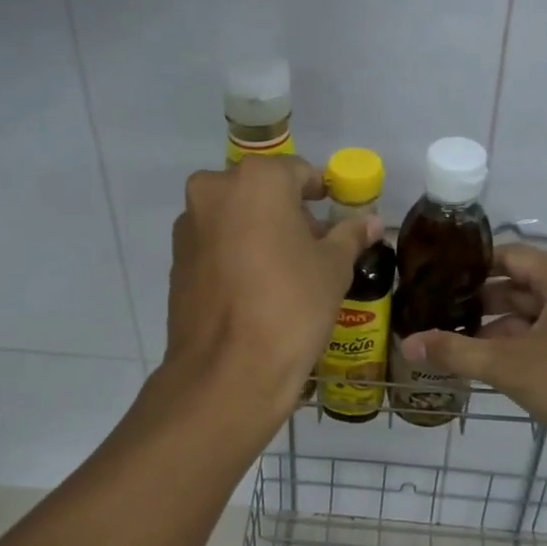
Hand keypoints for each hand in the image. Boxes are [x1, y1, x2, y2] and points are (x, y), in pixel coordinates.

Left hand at [162, 156, 381, 417]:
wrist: (228, 372)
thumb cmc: (291, 307)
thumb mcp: (333, 269)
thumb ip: (350, 235)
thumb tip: (370, 221)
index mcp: (256, 180)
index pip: (298, 173)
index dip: (321, 195)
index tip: (335, 219)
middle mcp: (214, 191)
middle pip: (261, 192)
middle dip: (287, 214)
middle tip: (312, 250)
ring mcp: (189, 227)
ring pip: (234, 218)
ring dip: (259, 233)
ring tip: (284, 275)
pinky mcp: (175, 261)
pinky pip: (214, 246)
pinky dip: (235, 256)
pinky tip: (254, 291)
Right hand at [400, 245, 546, 458]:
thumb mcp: (509, 365)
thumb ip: (455, 351)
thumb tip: (406, 342)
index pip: (509, 256)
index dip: (471, 265)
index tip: (435, 277)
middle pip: (518, 286)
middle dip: (477, 300)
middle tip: (434, 311)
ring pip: (529, 315)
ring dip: (493, 328)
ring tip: (449, 339)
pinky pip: (542, 337)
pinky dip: (514, 345)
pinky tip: (483, 362)